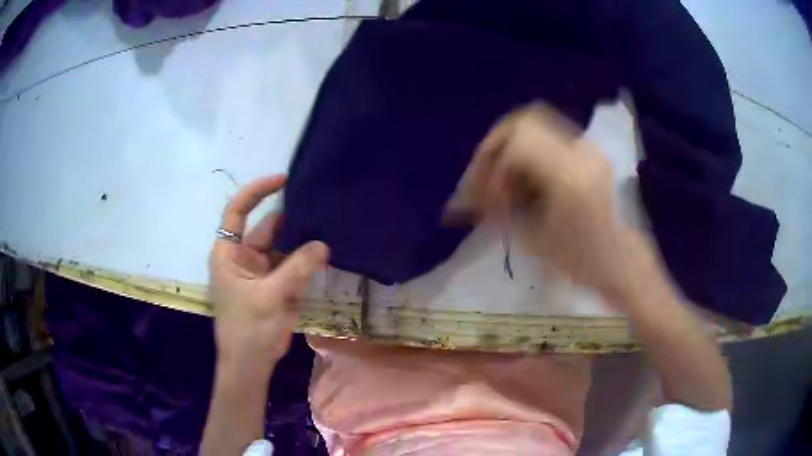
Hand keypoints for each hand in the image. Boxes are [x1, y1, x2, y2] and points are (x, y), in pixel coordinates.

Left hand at [208, 175, 328, 367]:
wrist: (252, 363)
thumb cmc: (248, 328)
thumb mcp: (269, 296)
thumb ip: (296, 269)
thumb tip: (323, 245)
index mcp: (229, 253)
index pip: (238, 211)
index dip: (258, 191)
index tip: (284, 180)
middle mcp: (243, 256)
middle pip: (267, 227)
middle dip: (291, 217)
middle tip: (319, 203)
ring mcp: (262, 270)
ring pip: (283, 246)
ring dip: (302, 239)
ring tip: (328, 223)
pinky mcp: (277, 284)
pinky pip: (293, 264)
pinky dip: (307, 258)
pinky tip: (326, 249)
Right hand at [456, 104, 642, 295]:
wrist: (620, 259)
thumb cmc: (579, 259)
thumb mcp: (533, 237)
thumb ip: (500, 206)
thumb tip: (466, 197)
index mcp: (569, 175)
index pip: (517, 143)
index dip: (491, 164)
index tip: (486, 196)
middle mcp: (580, 151)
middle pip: (524, 122)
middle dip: (495, 145)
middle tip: (483, 174)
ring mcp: (587, 147)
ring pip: (535, 125)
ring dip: (510, 147)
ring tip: (502, 179)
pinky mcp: (588, 151)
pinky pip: (547, 137)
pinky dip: (527, 151)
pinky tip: (522, 177)